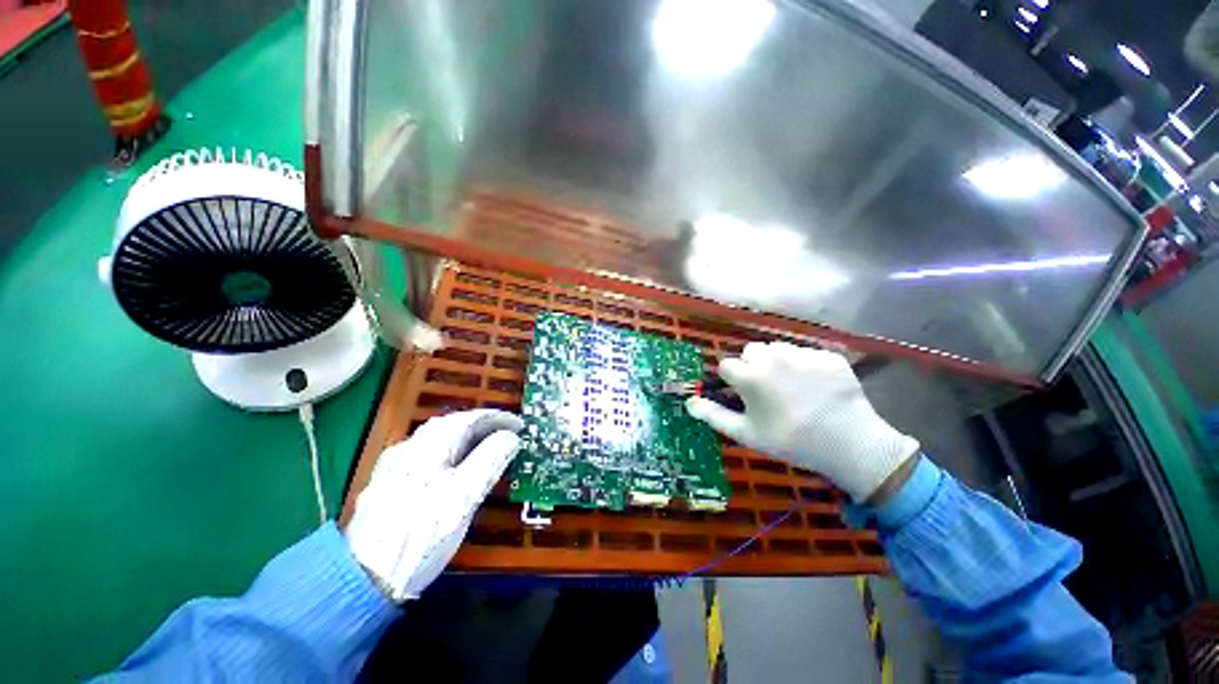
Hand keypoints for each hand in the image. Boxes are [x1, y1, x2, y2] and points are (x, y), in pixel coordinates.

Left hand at [344, 409, 522, 600]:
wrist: (363, 580)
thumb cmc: (420, 537)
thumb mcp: (464, 497)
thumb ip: (489, 460)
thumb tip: (510, 437)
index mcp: (428, 447)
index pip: (469, 418)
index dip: (498, 418)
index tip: (520, 426)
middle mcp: (409, 448)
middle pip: (451, 425)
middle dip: (483, 426)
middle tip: (507, 435)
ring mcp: (395, 466)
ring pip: (438, 440)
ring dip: (467, 438)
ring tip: (488, 448)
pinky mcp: (389, 484)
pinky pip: (428, 455)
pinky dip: (451, 452)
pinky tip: (455, 468)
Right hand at [685, 342, 917, 501]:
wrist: (850, 445)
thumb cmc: (790, 441)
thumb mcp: (746, 434)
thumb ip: (713, 415)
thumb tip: (689, 402)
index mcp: (750, 375)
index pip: (727, 365)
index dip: (731, 380)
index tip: (742, 394)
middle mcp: (773, 356)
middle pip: (751, 351)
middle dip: (752, 366)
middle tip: (767, 390)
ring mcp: (802, 353)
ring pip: (777, 348)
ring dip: (776, 362)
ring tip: (791, 386)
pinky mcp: (827, 355)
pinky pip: (805, 353)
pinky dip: (804, 365)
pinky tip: (815, 386)